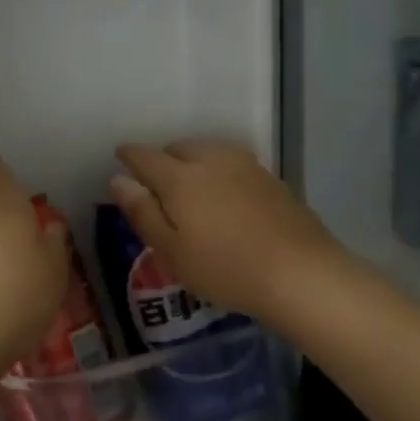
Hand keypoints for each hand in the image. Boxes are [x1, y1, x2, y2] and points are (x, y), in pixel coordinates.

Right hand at [110, 141, 361, 324]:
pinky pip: (232, 163)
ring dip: (193, 161)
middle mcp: (210, 159)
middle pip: (178, 148)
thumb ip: (142, 212)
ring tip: (191, 187)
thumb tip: (118, 179)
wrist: (301, 273)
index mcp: (179, 177)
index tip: (121, 158)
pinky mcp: (270, 178)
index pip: (145, 156)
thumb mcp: (171, 250)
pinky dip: (219, 171)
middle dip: (163, 159)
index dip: (129, 156)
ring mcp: (245, 165)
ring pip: (208, 151)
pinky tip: (225, 196)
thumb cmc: (225, 268)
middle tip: (157, 185)